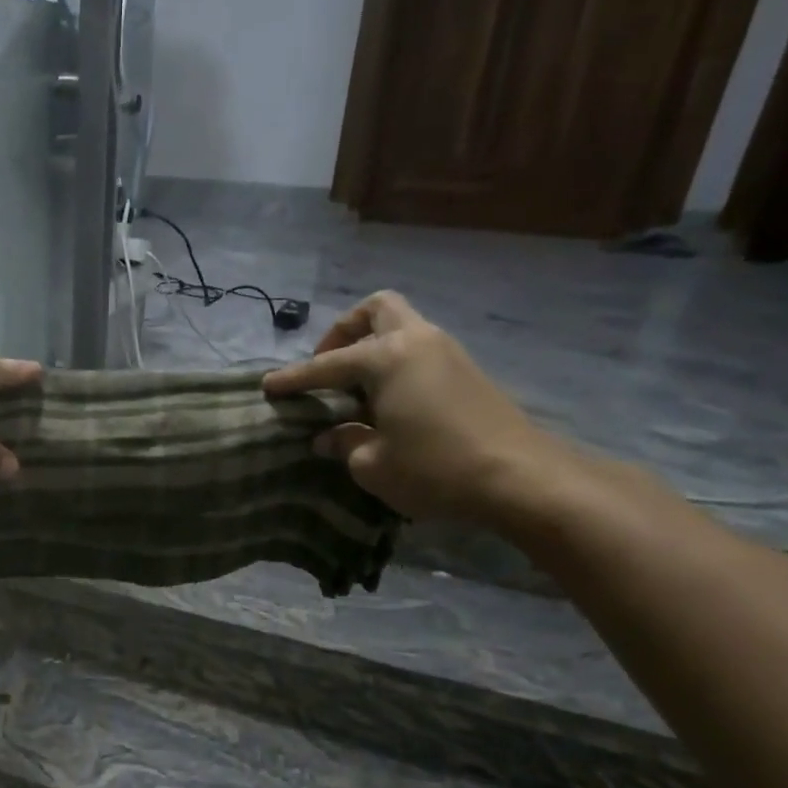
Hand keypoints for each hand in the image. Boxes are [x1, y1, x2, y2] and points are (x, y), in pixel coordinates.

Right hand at [263, 292, 571, 525]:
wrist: (520, 478)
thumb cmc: (434, 468)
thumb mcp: (372, 464)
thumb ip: (344, 443)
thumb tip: (328, 437)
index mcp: (387, 357)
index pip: (326, 365)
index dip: (293, 378)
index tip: (267, 385)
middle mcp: (417, 341)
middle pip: (376, 309)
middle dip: (344, 331)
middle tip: (328, 366)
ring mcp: (447, 352)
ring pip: (402, 327)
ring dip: (372, 347)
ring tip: (354, 390)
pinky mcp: (467, 372)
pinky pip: (419, 351)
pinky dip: (395, 365)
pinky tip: (387, 402)